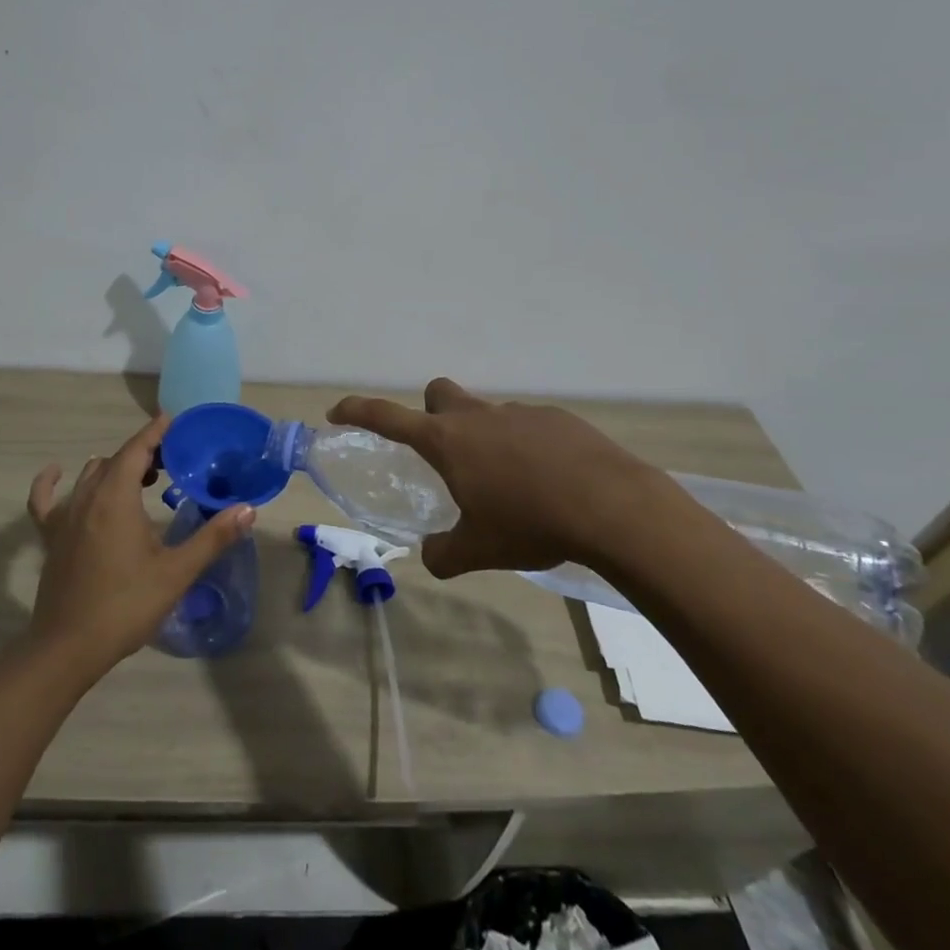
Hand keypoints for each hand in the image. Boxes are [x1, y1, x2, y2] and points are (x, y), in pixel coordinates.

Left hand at [27, 415, 254, 674]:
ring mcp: (65, 515)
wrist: (69, 648)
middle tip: (172, 459)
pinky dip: (50, 481)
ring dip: (115, 467)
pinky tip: (56, 472)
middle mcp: (88, 496)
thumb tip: (247, 510)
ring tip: (142, 477)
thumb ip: (212, 538)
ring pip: (90, 474)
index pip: (137, 449)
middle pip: (116, 460)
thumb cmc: (126, 606)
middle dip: (143, 452)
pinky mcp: (51, 536)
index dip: (155, 432)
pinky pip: (45, 498)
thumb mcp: (176, 572)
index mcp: (117, 497)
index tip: (173, 420)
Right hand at [327, 378, 676, 579]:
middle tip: (446, 454)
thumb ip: (445, 553)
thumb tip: (431, 555)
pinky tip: (551, 483)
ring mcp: (520, 413)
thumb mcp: (479, 550)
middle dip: (432, 413)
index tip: (337, 412)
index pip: (387, 417)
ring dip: (486, 440)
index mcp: (448, 441)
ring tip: (512, 486)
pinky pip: (529, 427)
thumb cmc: (531, 524)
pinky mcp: (558, 419)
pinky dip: (528, 448)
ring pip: (488, 414)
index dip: (357, 411)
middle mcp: (477, 417)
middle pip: (439, 393)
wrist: (612, 507)